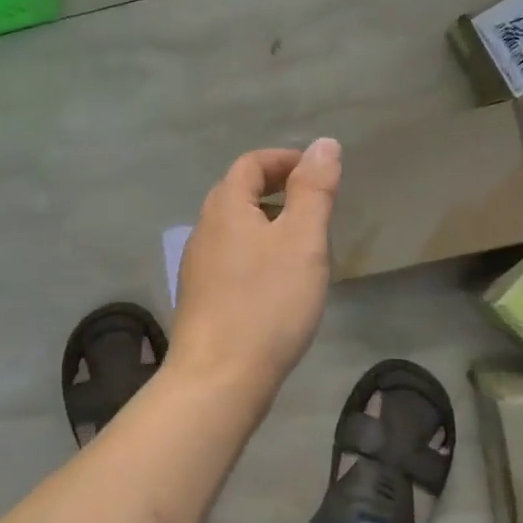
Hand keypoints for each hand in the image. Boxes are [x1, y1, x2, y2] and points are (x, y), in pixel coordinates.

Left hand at [171, 139, 340, 399]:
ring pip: (236, 231)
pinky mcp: (201, 299)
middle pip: (239, 195)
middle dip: (278, 192)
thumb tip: (324, 144)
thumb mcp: (302, 240)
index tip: (318, 174)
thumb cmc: (266, 303)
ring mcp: (198, 268)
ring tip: (304, 249)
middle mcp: (204, 231)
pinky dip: (258, 256)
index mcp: (225, 208)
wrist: (219, 377)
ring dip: (269, 227)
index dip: (284, 160)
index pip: (250, 164)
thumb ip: (314, 190)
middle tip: (316, 210)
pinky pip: (232, 261)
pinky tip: (279, 286)